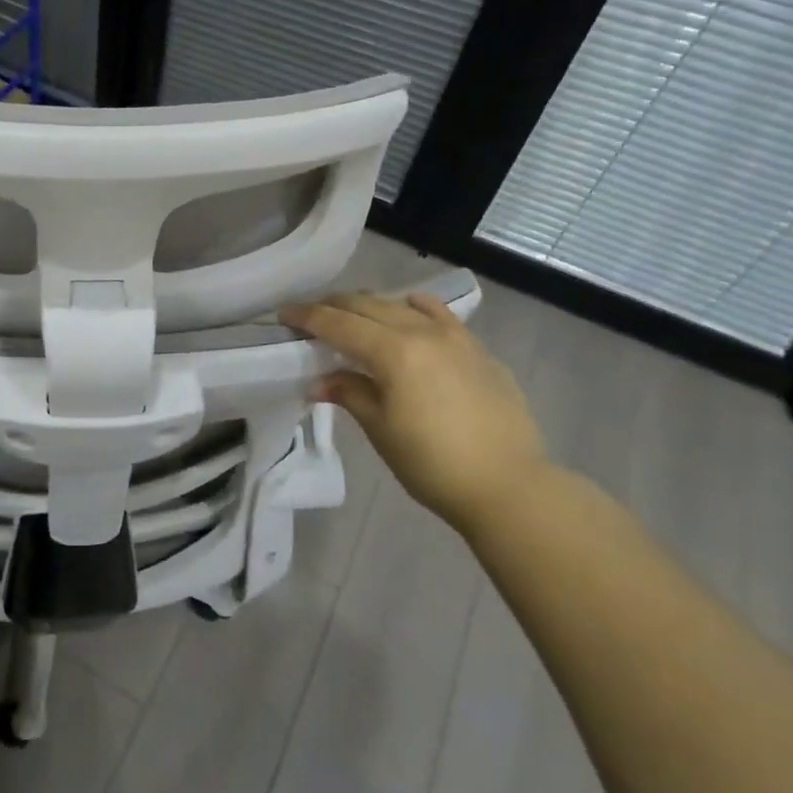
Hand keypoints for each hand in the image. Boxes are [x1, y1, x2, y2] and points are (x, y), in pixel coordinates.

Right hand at [280, 292, 549, 533]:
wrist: (509, 486)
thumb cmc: (433, 464)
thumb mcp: (381, 429)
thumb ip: (350, 393)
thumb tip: (320, 381)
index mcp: (394, 351)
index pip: (338, 323)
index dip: (307, 317)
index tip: (283, 314)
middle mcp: (422, 332)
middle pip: (367, 305)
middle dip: (334, 306)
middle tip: (310, 316)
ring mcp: (455, 337)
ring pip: (402, 305)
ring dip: (371, 306)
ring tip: (353, 316)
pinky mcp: (477, 350)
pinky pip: (439, 315)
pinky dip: (414, 309)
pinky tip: (409, 313)